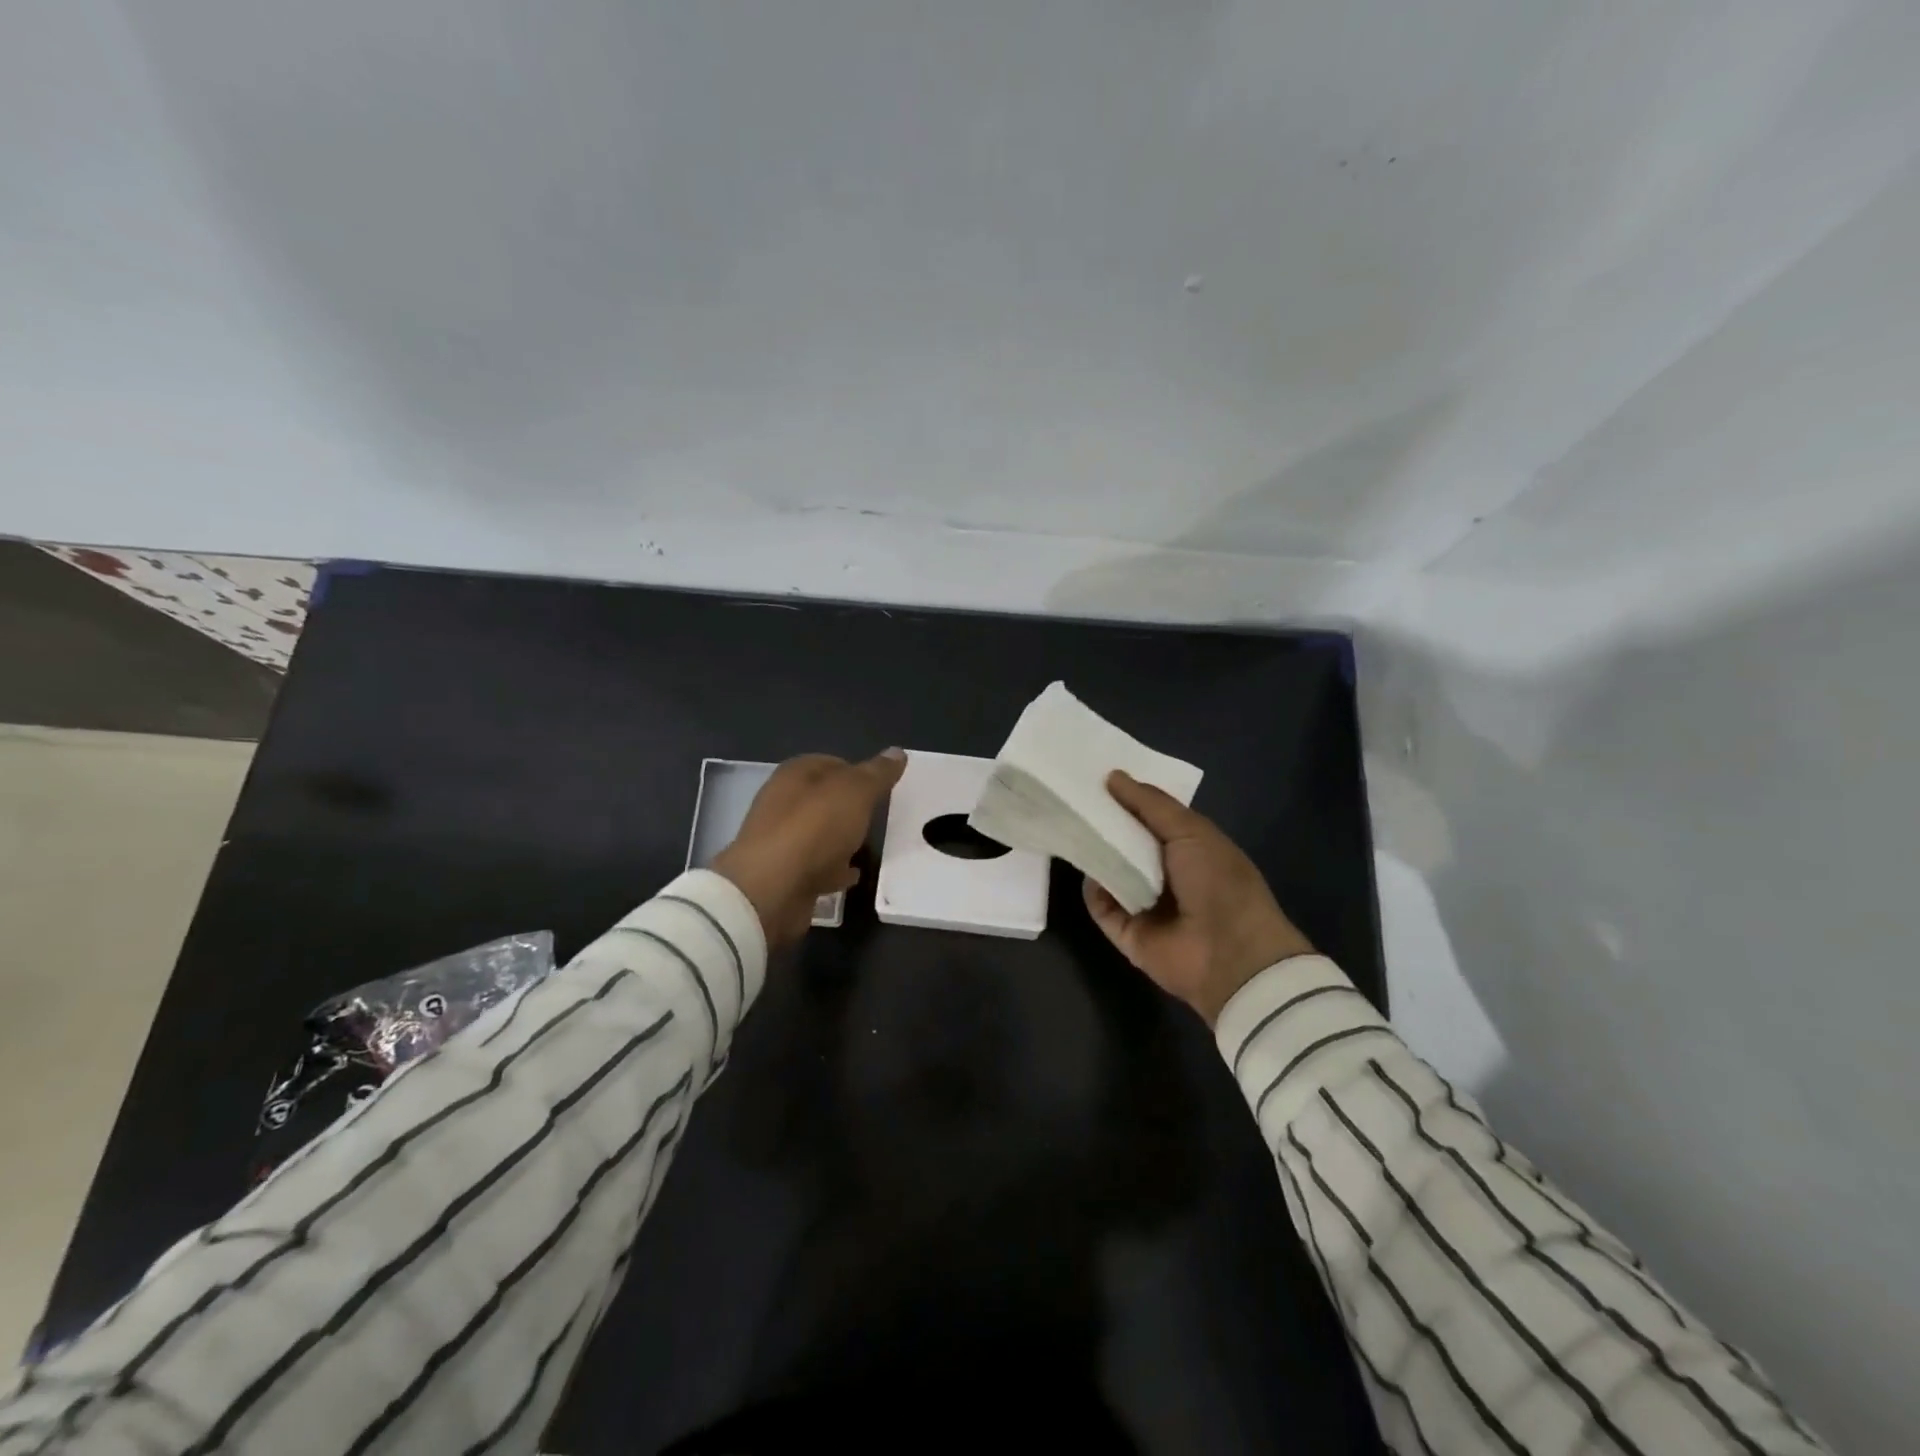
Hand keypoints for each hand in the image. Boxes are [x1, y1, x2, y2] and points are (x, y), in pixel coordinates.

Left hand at [713, 750, 905, 947]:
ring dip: (842, 839)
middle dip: (851, 807)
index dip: (857, 771)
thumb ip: (876, 774)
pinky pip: (817, 866)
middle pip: (824, 799)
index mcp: (795, 775)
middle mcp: (783, 803)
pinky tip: (853, 875)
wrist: (771, 891)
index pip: (830, 762)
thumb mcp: (855, 792)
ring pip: (820, 834)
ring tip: (871, 846)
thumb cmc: (813, 829)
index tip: (882, 787)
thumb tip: (897, 752)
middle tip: (880, 816)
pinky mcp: (785, 875)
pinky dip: (834, 869)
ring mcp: (782, 841)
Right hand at [1083, 771, 1313, 1025]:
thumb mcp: (1191, 831)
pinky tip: (1085, 869)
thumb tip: (1112, 776)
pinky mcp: (1127, 932)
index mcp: (1189, 848)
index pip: (1150, 818)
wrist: (1230, 954)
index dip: (1126, 798)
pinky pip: (1101, 906)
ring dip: (1094, 854)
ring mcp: (1144, 904)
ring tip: (1067, 825)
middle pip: (1125, 843)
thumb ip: (1151, 804)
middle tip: (1071, 797)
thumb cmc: (1218, 882)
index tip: (1095, 776)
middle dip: (1104, 823)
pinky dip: (1093, 890)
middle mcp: (1165, 874)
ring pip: (1109, 873)